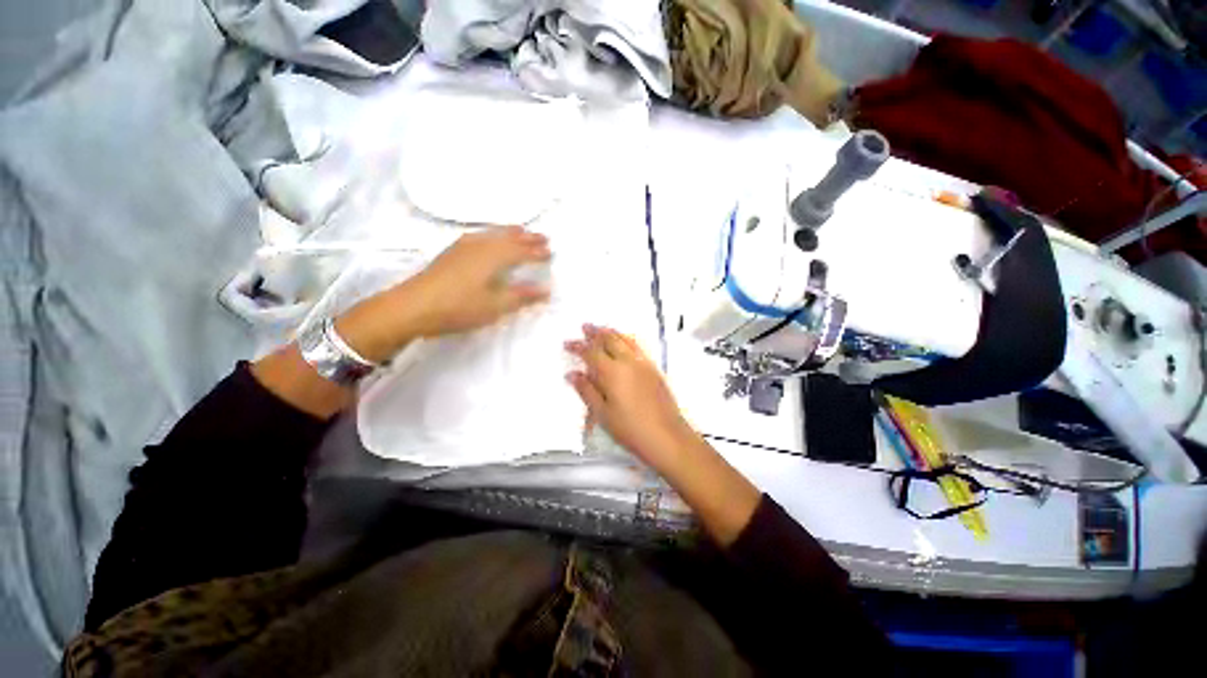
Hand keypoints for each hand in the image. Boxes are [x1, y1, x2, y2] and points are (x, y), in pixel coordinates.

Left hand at [335, 226, 550, 363]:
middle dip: (527, 238)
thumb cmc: (459, 307)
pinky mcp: (451, 252)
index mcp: (494, 257)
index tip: (551, 252)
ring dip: (509, 233)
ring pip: (493, 234)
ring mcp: (463, 247)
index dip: (537, 252)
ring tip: (521, 231)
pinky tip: (488, 238)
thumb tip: (546, 289)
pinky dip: (492, 235)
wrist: (412, 306)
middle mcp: (481, 246)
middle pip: (508, 238)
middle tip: (543, 237)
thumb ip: (522, 296)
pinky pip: (480, 236)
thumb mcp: (495, 305)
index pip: (522, 251)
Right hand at [564, 324, 693, 472]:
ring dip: (612, 332)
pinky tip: (624, 342)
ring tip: (602, 329)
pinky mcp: (654, 368)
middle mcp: (628, 361)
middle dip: (596, 332)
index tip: (567, 343)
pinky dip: (627, 338)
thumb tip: (572, 374)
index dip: (578, 346)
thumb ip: (587, 391)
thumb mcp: (603, 414)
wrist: (667, 436)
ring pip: (625, 339)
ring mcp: (643, 363)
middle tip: (585, 327)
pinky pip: (637, 345)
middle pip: (610, 339)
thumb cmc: (630, 429)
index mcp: (612, 372)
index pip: (591, 352)